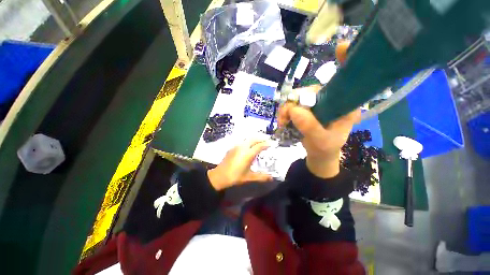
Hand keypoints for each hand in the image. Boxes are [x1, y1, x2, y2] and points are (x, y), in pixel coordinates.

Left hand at [207, 139, 273, 190]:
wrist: (219, 176)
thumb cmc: (235, 177)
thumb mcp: (249, 177)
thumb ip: (261, 177)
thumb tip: (271, 178)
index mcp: (248, 154)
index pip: (259, 146)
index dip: (266, 144)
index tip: (272, 143)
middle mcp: (242, 147)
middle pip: (254, 139)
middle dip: (261, 138)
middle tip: (267, 140)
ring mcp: (236, 146)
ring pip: (248, 139)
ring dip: (255, 139)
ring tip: (260, 142)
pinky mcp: (232, 147)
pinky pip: (243, 141)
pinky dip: (249, 141)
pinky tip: (250, 146)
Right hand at [278, 87, 360, 177]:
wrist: (320, 155)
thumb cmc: (325, 149)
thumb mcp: (320, 140)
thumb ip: (310, 126)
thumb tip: (293, 110)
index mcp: (343, 106)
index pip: (326, 90)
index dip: (308, 94)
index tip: (294, 107)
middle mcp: (331, 101)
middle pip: (308, 92)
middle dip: (292, 103)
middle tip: (283, 117)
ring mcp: (318, 105)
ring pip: (298, 98)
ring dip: (286, 109)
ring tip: (282, 122)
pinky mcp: (308, 110)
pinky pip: (293, 106)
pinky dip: (285, 112)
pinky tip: (283, 121)